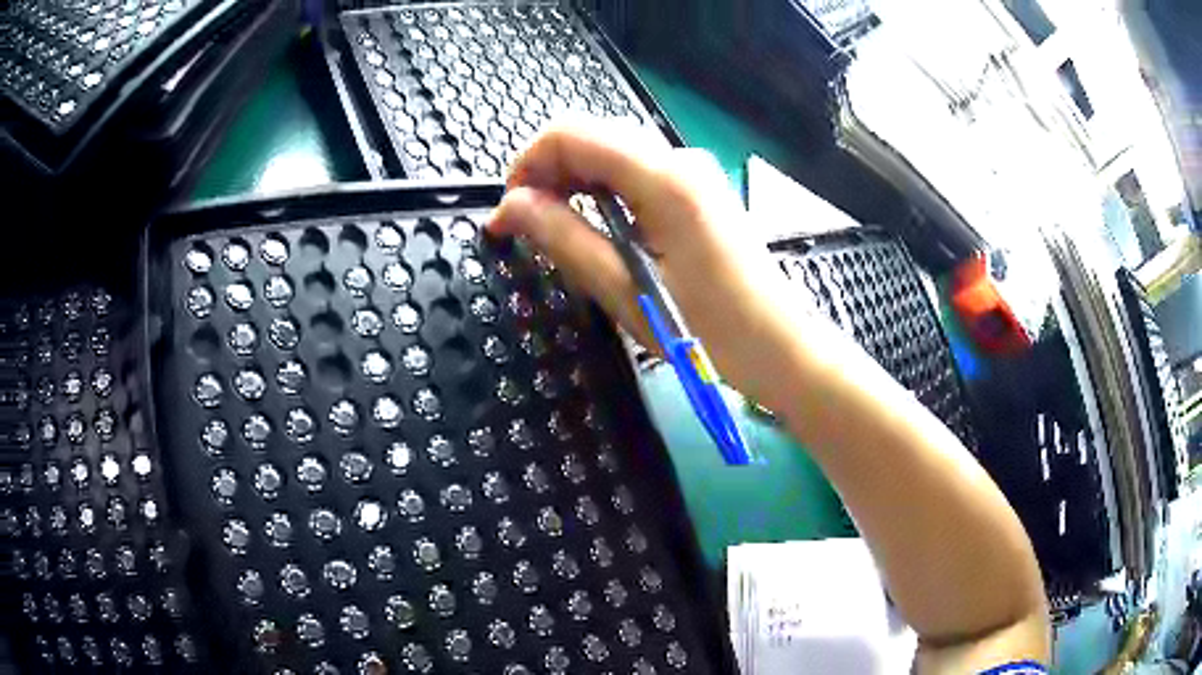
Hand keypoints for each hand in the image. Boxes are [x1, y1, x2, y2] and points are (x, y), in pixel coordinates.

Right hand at [488, 118, 800, 407]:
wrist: (778, 346)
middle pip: (590, 137)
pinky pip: (633, 172)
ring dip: (572, 182)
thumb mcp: (624, 288)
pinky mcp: (696, 188)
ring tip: (556, 231)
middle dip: (546, 173)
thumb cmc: (707, 330)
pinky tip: (596, 227)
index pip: (570, 134)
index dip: (526, 165)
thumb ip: (563, 237)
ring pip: (609, 152)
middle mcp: (678, 158)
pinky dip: (601, 190)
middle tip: (526, 227)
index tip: (508, 212)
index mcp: (663, 177)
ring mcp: (692, 170)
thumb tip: (510, 207)